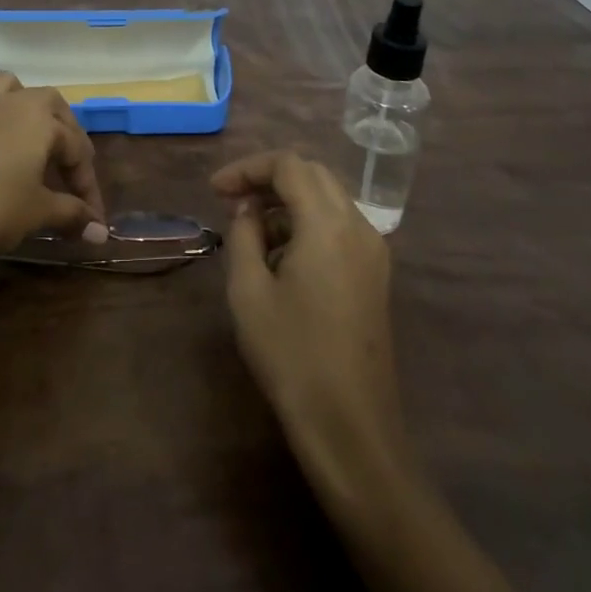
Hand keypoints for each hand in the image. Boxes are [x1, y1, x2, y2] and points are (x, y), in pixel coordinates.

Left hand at [0, 73, 106, 278]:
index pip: (78, 148)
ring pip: (7, 89)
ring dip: (24, 109)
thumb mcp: (37, 214)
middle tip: (68, 169)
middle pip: (49, 105)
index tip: (93, 220)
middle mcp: (9, 102)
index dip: (89, 186)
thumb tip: (100, 233)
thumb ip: (72, 216)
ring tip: (27, 140)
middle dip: (65, 134)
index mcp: (40, 118)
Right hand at [214, 151, 405, 482]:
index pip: (288, 165)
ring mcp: (373, 251)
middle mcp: (358, 226)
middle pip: (312, 174)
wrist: (350, 426)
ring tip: (251, 232)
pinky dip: (308, 224)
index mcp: (328, 224)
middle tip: (232, 200)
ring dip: (289, 202)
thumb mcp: (249, 292)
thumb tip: (248, 211)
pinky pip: (340, 226)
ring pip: (328, 199)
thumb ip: (243, 236)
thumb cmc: (292, 355)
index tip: (215, 191)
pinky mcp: (375, 275)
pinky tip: (281, 257)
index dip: (248, 168)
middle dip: (269, 179)